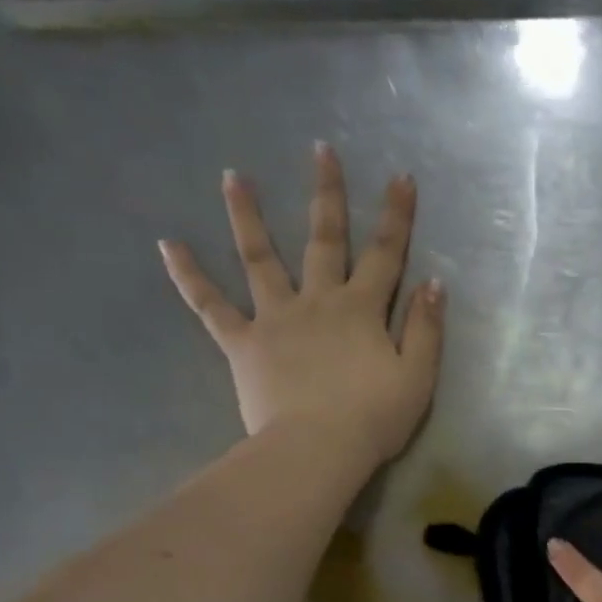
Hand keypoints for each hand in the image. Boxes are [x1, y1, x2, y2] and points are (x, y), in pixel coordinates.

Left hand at [159, 143, 444, 464]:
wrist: (318, 449)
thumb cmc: (374, 418)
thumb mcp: (418, 377)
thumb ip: (426, 329)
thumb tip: (433, 283)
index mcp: (362, 310)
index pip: (386, 254)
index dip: (396, 215)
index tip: (401, 177)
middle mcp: (318, 301)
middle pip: (324, 240)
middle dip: (326, 194)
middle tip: (321, 151)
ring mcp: (275, 318)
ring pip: (260, 259)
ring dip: (248, 216)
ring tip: (233, 176)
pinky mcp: (242, 343)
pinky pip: (211, 306)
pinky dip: (189, 276)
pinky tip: (168, 245)